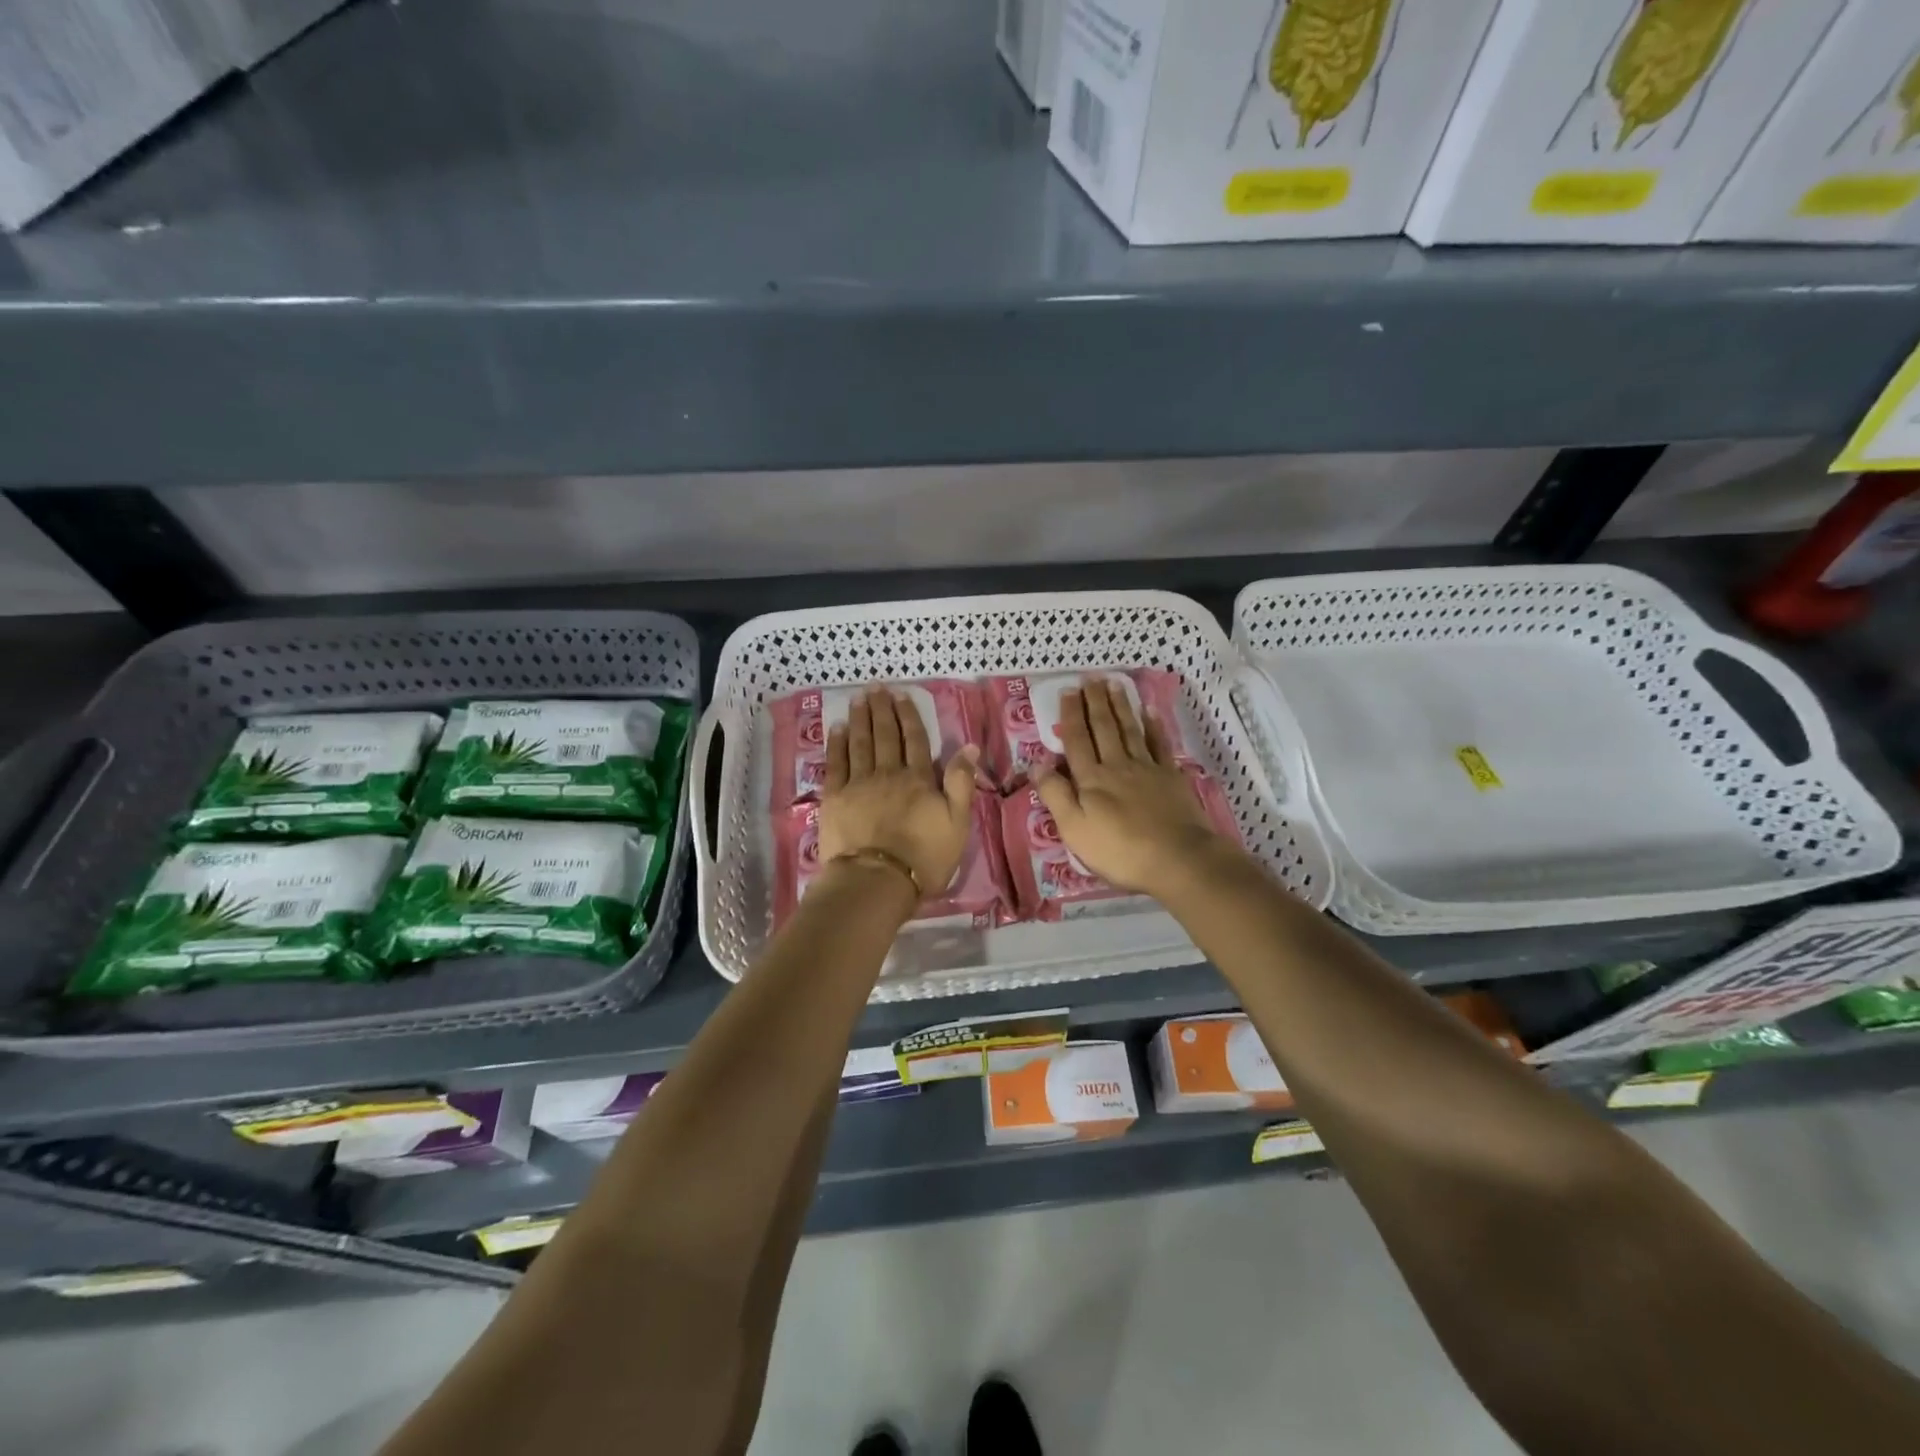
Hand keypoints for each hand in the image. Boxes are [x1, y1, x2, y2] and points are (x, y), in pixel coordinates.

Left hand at [820, 689, 979, 904]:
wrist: (876, 880)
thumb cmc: (923, 857)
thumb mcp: (957, 823)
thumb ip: (961, 783)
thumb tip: (969, 747)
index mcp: (918, 779)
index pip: (915, 740)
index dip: (909, 716)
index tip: (902, 696)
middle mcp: (888, 773)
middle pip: (885, 735)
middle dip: (882, 710)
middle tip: (876, 688)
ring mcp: (859, 784)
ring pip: (860, 743)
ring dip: (859, 719)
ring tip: (858, 699)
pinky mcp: (835, 798)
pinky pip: (836, 763)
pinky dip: (836, 744)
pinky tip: (836, 728)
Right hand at [1035, 678, 1230, 900]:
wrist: (1176, 858)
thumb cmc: (1119, 850)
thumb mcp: (1074, 829)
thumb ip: (1055, 795)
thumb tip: (1037, 764)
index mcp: (1091, 779)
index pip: (1077, 741)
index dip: (1071, 715)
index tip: (1068, 691)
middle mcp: (1117, 765)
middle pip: (1103, 728)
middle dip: (1095, 702)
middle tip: (1090, 678)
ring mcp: (1147, 768)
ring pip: (1129, 730)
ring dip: (1120, 706)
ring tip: (1113, 684)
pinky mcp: (1170, 777)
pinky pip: (1160, 744)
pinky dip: (1153, 726)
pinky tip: (1149, 711)